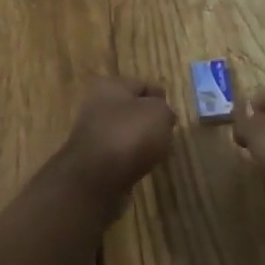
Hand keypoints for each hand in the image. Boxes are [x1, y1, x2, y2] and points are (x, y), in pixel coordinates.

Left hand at [62, 77, 174, 194]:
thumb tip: (163, 117)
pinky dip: (129, 160)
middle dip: (149, 121)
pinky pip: (117, 155)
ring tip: (157, 154)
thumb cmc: (129, 135)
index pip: (142, 85)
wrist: (94, 179)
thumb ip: (165, 110)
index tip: (174, 115)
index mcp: (110, 86)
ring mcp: (91, 134)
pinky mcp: (91, 161)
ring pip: (124, 134)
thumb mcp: (159, 113)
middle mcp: (96, 106)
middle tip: (167, 134)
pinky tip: (141, 168)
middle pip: (131, 110)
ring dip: (139, 142)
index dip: (160, 98)